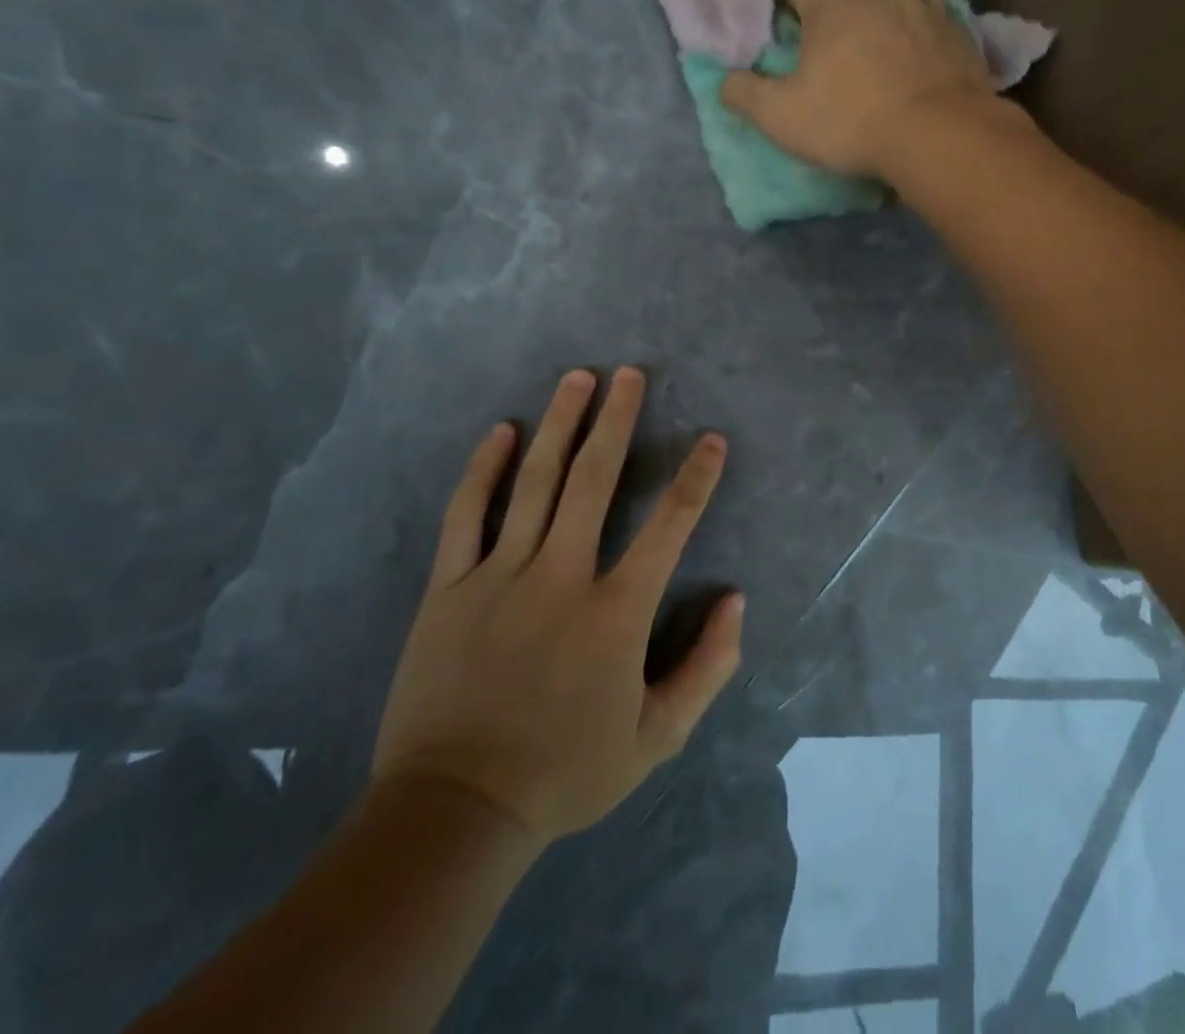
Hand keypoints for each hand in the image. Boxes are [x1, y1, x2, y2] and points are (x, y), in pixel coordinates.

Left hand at [372, 368, 743, 844]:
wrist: (453, 812)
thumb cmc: (565, 772)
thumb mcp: (657, 738)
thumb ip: (708, 667)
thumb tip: (736, 600)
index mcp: (615, 613)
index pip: (669, 527)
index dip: (696, 477)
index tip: (711, 438)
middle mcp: (560, 578)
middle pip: (593, 481)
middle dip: (617, 420)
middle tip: (630, 372)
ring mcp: (499, 578)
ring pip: (534, 483)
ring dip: (560, 424)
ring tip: (578, 378)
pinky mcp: (448, 589)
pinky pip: (466, 516)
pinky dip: (483, 469)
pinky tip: (501, 431)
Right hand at [720, 0, 999, 177]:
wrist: (938, 136)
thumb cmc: (852, 122)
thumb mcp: (782, 118)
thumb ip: (746, 95)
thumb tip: (726, 81)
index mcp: (833, 6)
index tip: (786, 9)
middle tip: (849, 33)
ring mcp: (928, 11)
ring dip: (898, 8)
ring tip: (894, 41)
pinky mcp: (962, 37)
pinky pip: (943, 21)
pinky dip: (932, 34)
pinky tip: (930, 61)